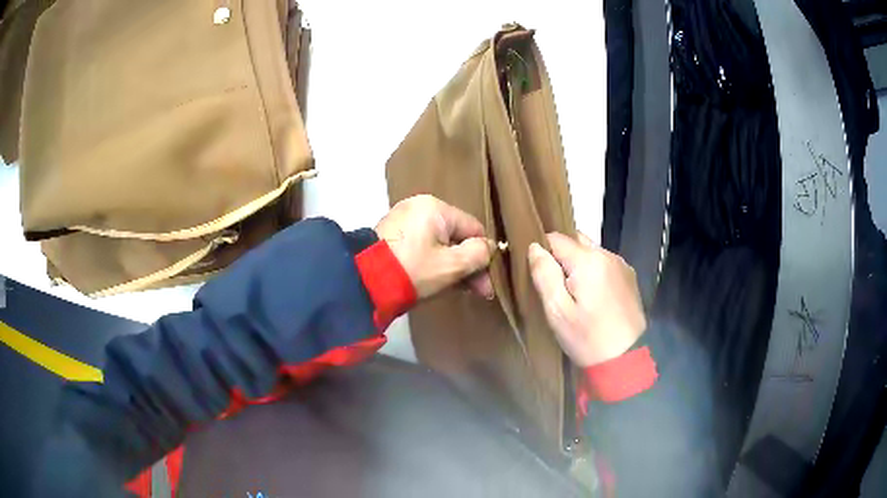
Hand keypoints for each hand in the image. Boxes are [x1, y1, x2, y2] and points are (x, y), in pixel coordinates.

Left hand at [376, 195, 494, 299]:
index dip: (484, 256)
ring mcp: (402, 220)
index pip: (473, 229)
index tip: (486, 284)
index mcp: (435, 207)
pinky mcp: (391, 236)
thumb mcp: (451, 266)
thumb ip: (478, 255)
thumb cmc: (413, 271)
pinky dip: (432, 262)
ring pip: (438, 243)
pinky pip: (422, 246)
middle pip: (455, 236)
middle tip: (477, 292)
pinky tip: (438, 281)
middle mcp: (418, 207)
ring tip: (458, 290)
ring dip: (451, 266)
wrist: (363, 282)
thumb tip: (490, 248)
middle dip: (468, 265)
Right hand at [528, 232, 646, 366]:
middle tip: (554, 285)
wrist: (626, 359)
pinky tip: (592, 295)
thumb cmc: (587, 338)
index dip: (542, 251)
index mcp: (588, 260)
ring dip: (578, 263)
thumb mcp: (557, 312)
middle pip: (576, 240)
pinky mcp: (629, 276)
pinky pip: (604, 263)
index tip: (538, 272)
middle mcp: (607, 254)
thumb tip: (535, 247)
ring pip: (591, 251)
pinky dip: (594, 271)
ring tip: (573, 292)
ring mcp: (621, 264)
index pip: (556, 238)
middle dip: (561, 256)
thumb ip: (544, 275)